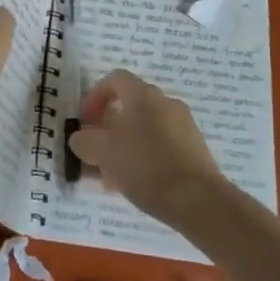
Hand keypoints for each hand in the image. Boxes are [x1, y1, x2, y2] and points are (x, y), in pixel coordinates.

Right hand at [68, 71, 226, 224]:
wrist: (199, 200)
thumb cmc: (146, 166)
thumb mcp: (103, 152)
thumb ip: (85, 140)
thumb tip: (80, 137)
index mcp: (143, 95)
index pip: (115, 80)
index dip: (95, 97)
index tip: (84, 121)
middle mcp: (165, 103)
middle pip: (130, 107)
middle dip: (108, 129)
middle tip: (95, 153)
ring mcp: (183, 126)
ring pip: (144, 130)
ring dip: (124, 147)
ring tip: (110, 177)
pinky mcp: (195, 150)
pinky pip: (161, 146)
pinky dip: (144, 158)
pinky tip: (135, 185)